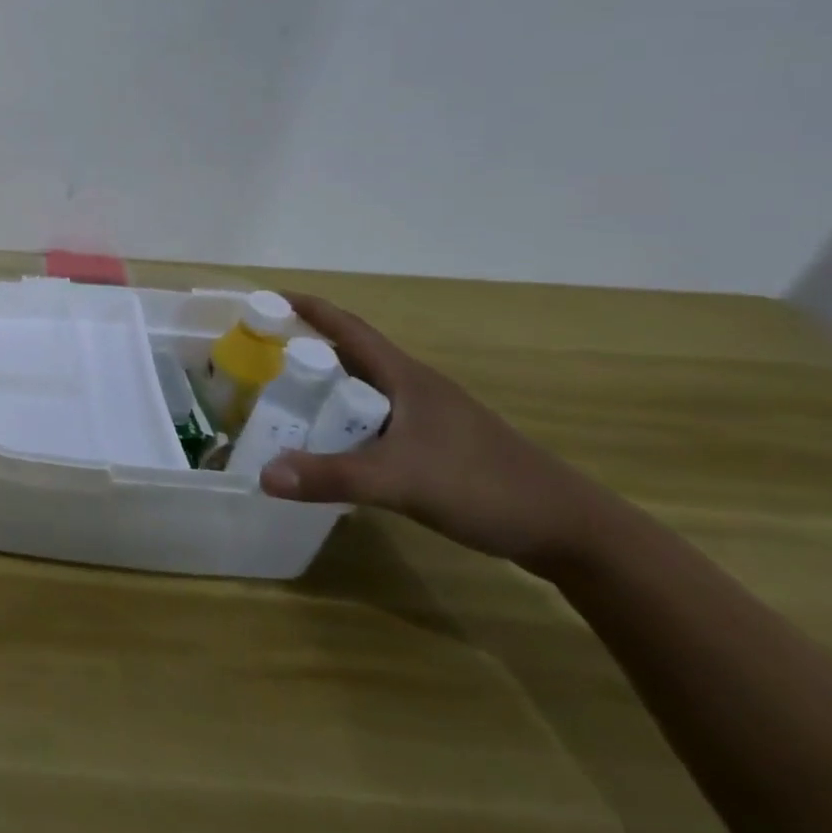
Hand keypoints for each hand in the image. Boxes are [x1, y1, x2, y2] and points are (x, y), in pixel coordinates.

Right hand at [260, 295, 615, 571]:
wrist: (574, 533)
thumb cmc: (486, 486)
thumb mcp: (401, 481)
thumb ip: (332, 476)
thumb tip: (262, 474)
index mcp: (406, 378)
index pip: (347, 328)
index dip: (307, 308)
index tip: (264, 299)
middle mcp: (414, 389)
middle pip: (348, 358)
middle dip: (302, 352)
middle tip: (257, 360)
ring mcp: (427, 419)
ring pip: (361, 393)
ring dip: (323, 391)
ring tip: (280, 403)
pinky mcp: (435, 448)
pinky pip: (374, 422)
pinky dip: (343, 424)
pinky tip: (328, 448)